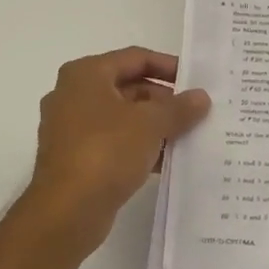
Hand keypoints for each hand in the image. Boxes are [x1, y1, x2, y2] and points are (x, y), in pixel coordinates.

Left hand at [23, 47, 210, 245]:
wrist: (67, 210)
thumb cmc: (106, 151)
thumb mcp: (151, 124)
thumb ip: (179, 108)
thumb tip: (201, 97)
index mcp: (86, 74)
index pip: (135, 58)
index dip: (169, 66)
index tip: (197, 81)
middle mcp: (74, 95)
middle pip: (129, 87)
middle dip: (164, 100)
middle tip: (196, 113)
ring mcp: (72, 128)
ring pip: (123, 118)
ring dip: (155, 126)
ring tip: (188, 136)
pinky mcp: (76, 158)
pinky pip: (114, 143)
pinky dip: (139, 147)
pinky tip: (167, 161)